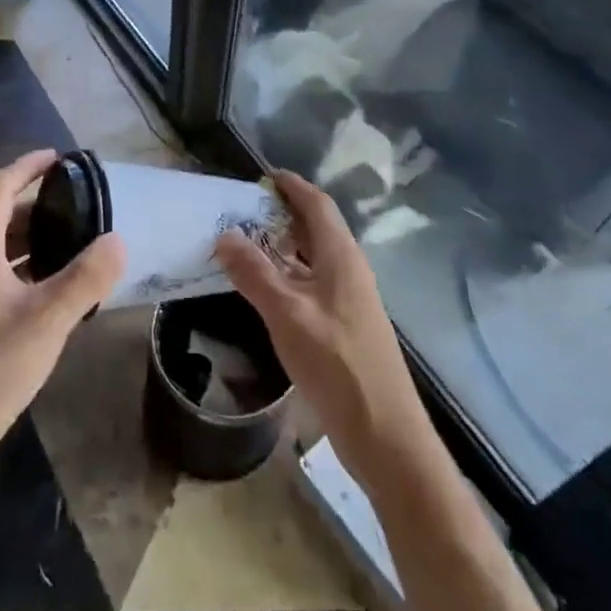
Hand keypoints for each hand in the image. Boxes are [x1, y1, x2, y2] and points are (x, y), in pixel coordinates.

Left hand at [0, 150, 124, 489]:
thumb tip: (118, 239)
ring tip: (76, 241)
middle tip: (79, 203)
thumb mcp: (47, 319)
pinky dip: (30, 271)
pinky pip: (4, 280)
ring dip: (35, 240)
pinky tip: (59, 291)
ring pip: (2, 251)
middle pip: (1, 218)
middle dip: (37, 205)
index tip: (59, 157)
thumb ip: (85, 278)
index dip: (27, 167)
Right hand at [214, 171, 430, 487]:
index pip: (317, 204)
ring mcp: (349, 299)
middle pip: (316, 227)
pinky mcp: (345, 326)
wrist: (385, 434)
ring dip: (283, 245)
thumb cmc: (337, 364)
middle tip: (244, 210)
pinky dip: (288, 274)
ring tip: (246, 243)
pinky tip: (265, 289)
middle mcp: (349, 269)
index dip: (292, 186)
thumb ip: (254, 273)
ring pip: (314, 257)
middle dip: (283, 213)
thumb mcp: (287, 314)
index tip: (262, 176)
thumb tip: (224, 234)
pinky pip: (312, 283)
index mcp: (341, 256)